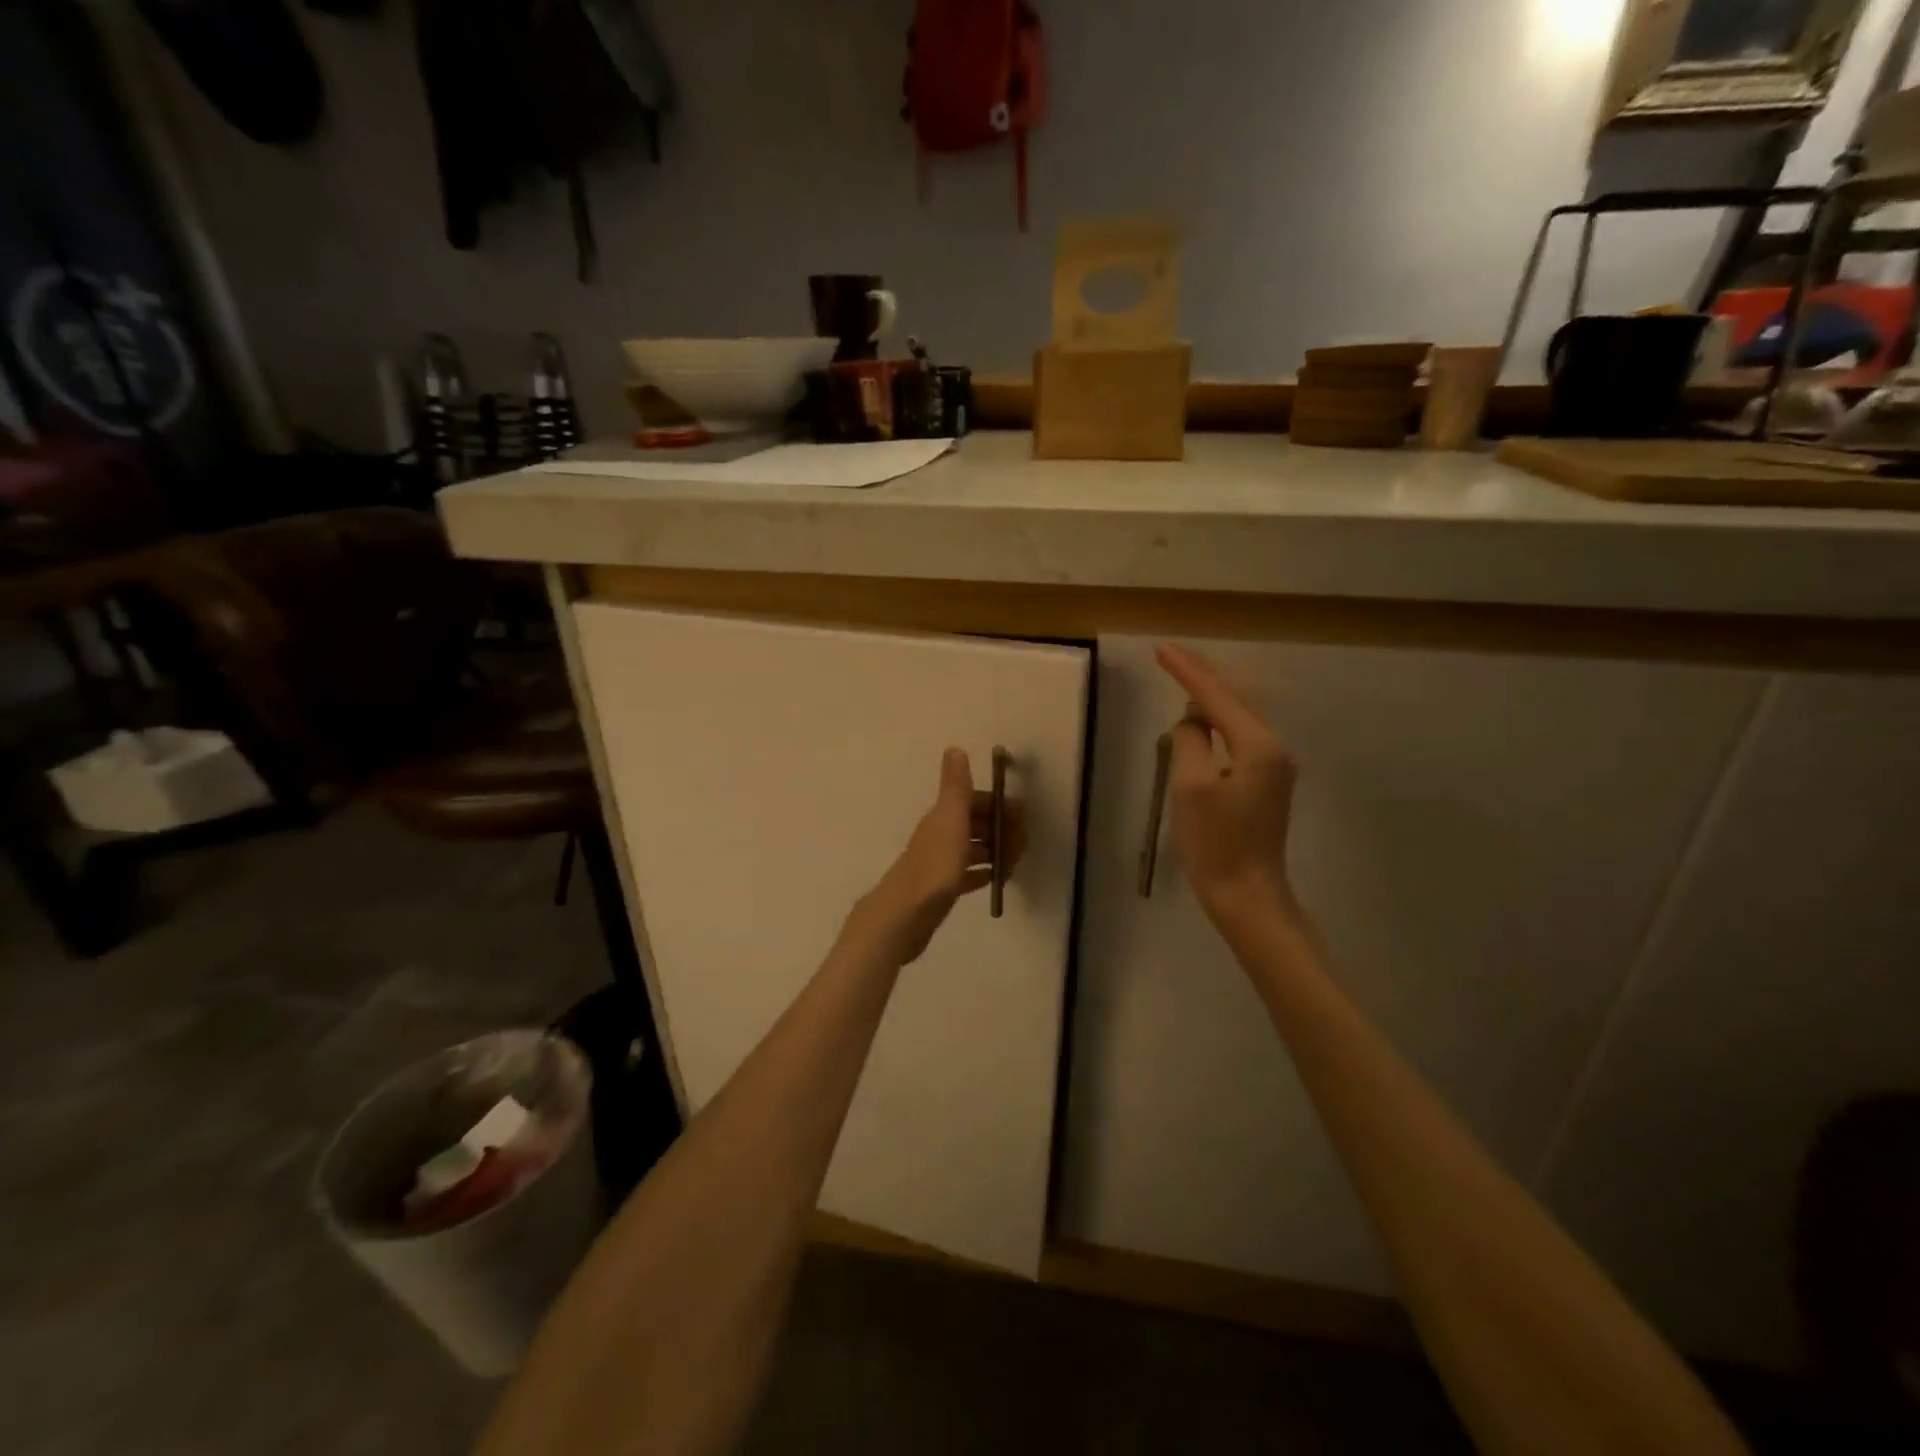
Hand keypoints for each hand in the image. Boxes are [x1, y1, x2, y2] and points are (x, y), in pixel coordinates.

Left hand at [847, 749, 1023, 966]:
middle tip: (1021, 847)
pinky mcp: (943, 888)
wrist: (906, 914)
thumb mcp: (950, 819)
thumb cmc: (934, 865)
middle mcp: (941, 834)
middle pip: (977, 824)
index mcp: (944, 817)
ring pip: (975, 849)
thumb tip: (954, 747)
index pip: (976, 801)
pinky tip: (996, 879)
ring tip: (1014, 864)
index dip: (999, 806)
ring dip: (996, 851)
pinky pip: (969, 875)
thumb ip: (955, 786)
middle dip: (1002, 830)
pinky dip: (984, 873)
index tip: (1021, 820)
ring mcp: (941, 862)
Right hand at [1156, 643, 1300, 933]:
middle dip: (1203, 674)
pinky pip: (1239, 737)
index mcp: (1258, 746)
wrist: (1248, 895)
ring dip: (1211, 695)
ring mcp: (1273, 767)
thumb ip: (1190, 741)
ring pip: (1239, 717)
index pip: (1216, 696)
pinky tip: (1202, 718)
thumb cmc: (1216, 843)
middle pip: (1235, 698)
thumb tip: (1191, 722)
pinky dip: (1218, 720)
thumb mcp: (1191, 787)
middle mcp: (1273, 748)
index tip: (1161, 648)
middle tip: (1172, 652)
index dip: (1187, 671)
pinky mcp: (1265, 783)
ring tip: (1184, 674)